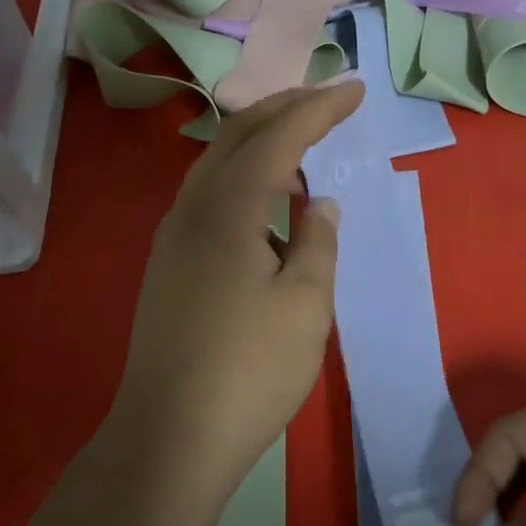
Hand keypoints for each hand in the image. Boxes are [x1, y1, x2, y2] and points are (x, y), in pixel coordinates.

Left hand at [104, 78, 365, 502]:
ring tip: (301, 139)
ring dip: (259, 142)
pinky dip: (242, 179)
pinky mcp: (169, 267)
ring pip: (216, 166)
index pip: (277, 137)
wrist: (172, 436)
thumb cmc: (250, 371)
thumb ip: (317, 243)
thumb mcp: (305, 304)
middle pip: (237, 137)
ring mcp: (172, 239)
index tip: (356, 89)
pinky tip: (266, 203)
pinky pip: (208, 198)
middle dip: (284, 109)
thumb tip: (320, 204)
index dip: (318, 108)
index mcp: (227, 209)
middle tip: (327, 99)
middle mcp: (191, 210)